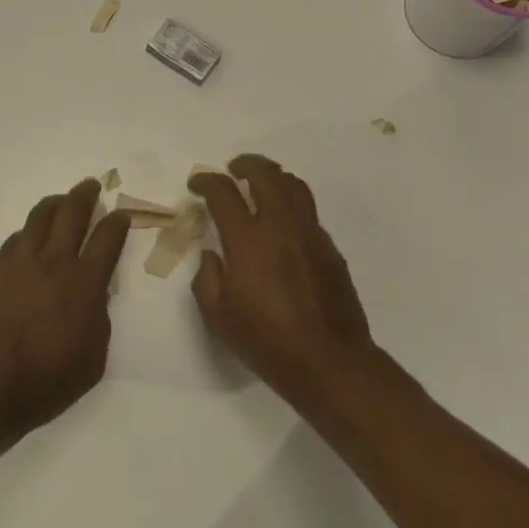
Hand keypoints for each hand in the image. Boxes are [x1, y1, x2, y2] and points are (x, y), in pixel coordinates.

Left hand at [0, 178, 132, 442]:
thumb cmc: (48, 382)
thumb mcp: (93, 358)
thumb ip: (99, 318)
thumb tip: (96, 293)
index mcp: (84, 284)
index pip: (107, 238)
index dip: (118, 222)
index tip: (123, 215)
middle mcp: (54, 262)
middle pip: (72, 213)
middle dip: (86, 194)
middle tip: (93, 186)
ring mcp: (21, 263)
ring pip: (40, 216)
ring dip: (56, 202)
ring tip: (63, 200)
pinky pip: (17, 237)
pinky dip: (31, 230)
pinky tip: (33, 236)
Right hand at [189, 155, 380, 410]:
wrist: (330, 363)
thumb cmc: (267, 342)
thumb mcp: (218, 317)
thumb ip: (207, 278)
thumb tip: (212, 255)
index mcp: (248, 241)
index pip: (224, 193)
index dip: (207, 181)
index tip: (198, 183)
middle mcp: (281, 227)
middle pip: (266, 174)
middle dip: (246, 164)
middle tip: (233, 169)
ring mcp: (311, 235)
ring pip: (294, 186)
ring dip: (273, 177)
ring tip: (260, 185)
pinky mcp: (330, 249)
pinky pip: (309, 212)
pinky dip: (291, 204)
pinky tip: (282, 225)